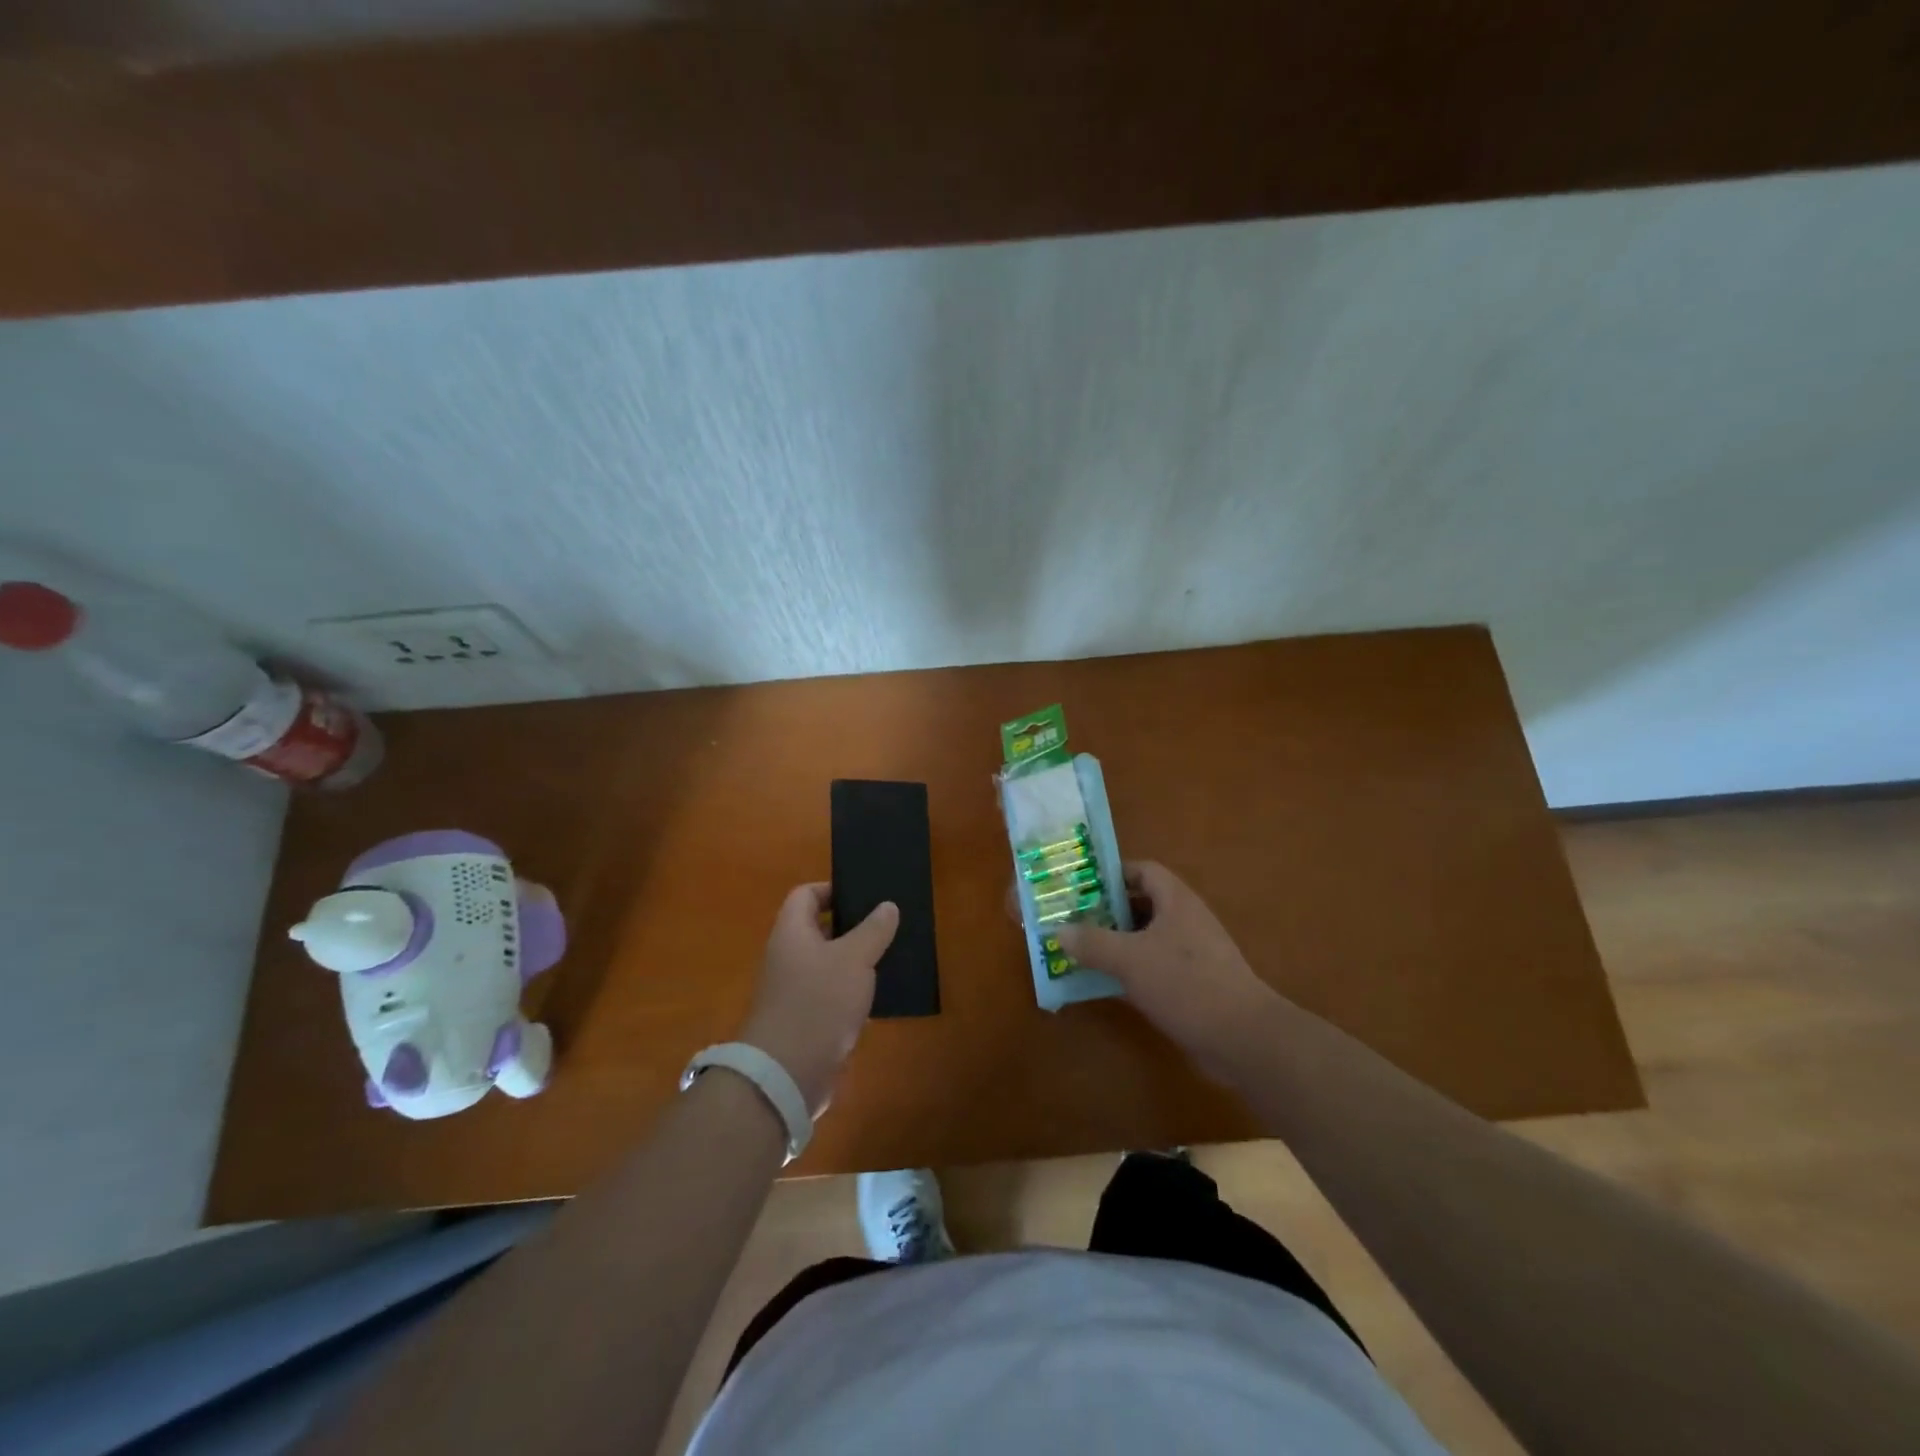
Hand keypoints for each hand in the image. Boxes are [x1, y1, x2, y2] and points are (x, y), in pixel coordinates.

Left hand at [739, 883, 898, 1114]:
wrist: (787, 1075)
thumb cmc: (818, 1003)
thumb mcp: (854, 959)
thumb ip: (873, 930)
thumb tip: (887, 905)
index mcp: (791, 932)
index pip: (805, 895)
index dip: (832, 889)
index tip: (865, 894)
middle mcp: (788, 957)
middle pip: (819, 929)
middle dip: (852, 926)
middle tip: (887, 923)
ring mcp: (795, 991)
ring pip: (829, 964)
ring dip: (856, 961)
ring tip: (891, 955)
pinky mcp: (806, 1021)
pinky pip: (832, 996)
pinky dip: (854, 993)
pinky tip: (881, 996)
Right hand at [1053, 862, 1274, 1067]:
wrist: (1243, 1038)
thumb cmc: (1185, 984)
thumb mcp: (1129, 959)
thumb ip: (1092, 942)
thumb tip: (1059, 929)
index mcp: (1176, 900)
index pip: (1142, 870)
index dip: (1112, 874)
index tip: (1081, 887)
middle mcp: (1186, 920)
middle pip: (1142, 903)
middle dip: (1107, 911)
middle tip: (1073, 920)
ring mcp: (1193, 953)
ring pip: (1147, 937)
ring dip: (1117, 943)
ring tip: (1082, 951)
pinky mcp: (1194, 983)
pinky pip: (1155, 966)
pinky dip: (1131, 970)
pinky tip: (1107, 984)